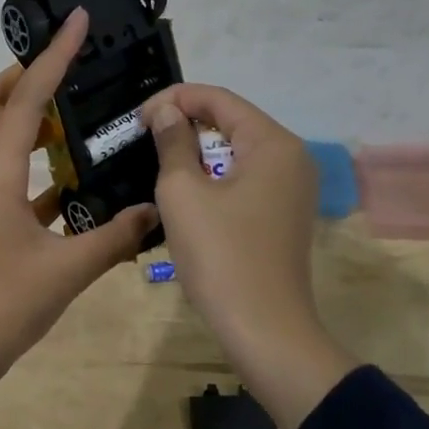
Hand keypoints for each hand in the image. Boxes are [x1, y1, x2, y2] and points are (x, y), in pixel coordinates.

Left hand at [0, 8, 158, 382]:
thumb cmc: (5, 303)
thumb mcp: (69, 269)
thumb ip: (115, 236)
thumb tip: (154, 209)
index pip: (27, 99)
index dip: (54, 57)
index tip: (77, 22)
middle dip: (23, 75)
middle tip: (64, 63)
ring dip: (25, 116)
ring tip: (71, 113)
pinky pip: (5, 174)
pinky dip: (31, 162)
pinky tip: (68, 178)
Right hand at [143, 84, 355, 428]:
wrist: (263, 329)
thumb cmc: (220, 256)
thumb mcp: (183, 193)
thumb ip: (174, 142)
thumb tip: (166, 111)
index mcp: (273, 144)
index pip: (220, 99)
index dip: (174, 99)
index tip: (136, 118)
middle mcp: (291, 157)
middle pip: (232, 122)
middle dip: (186, 124)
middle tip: (143, 139)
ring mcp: (292, 188)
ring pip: (237, 152)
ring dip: (197, 152)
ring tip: (158, 163)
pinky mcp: (284, 214)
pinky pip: (245, 178)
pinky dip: (214, 177)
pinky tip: (186, 193)